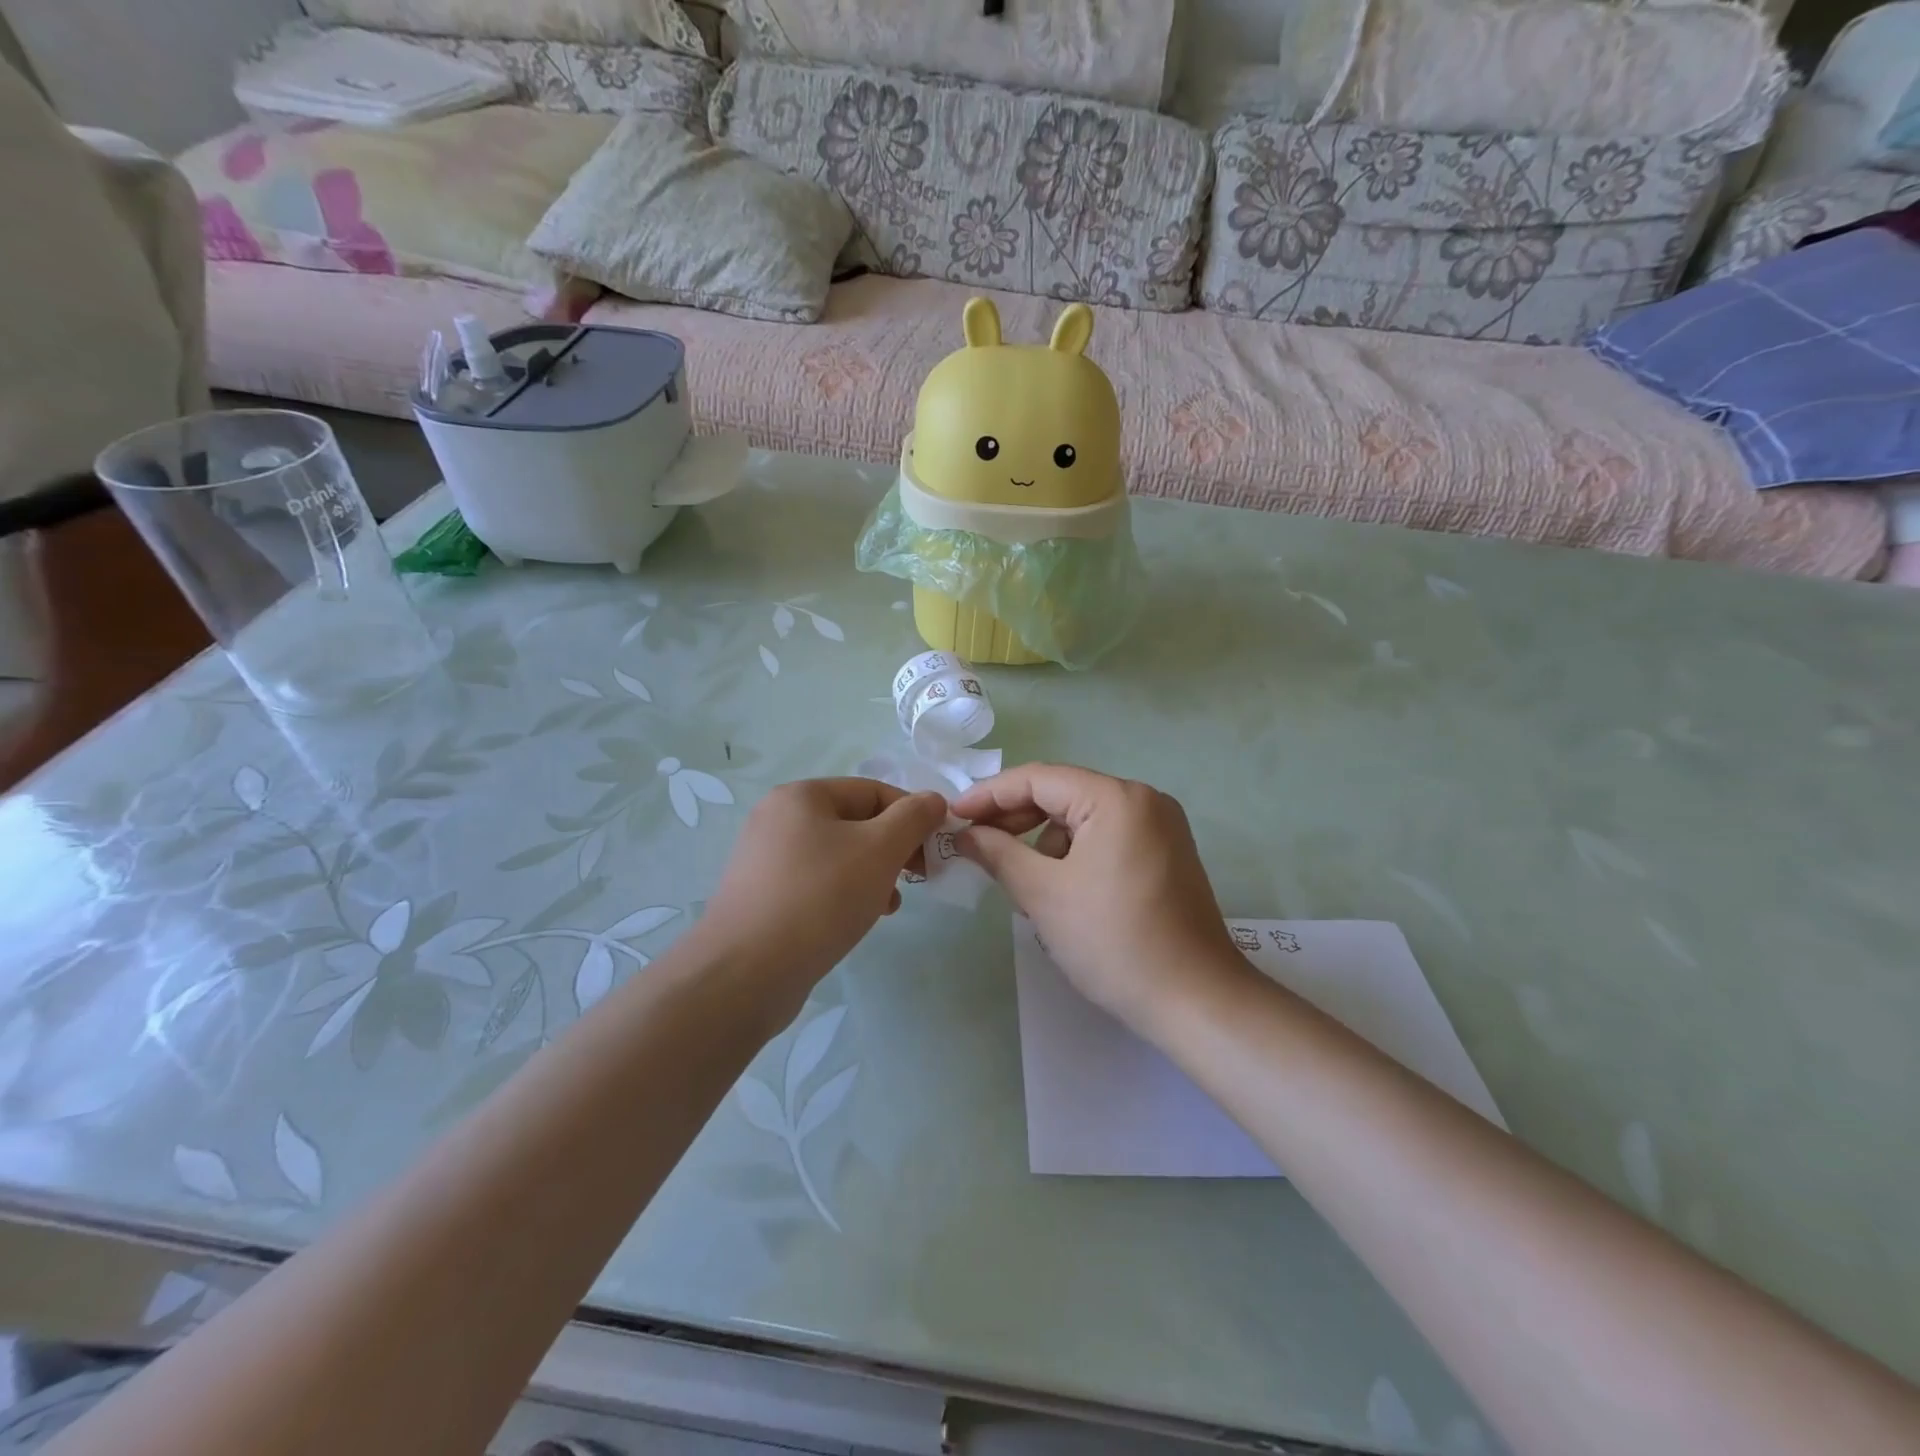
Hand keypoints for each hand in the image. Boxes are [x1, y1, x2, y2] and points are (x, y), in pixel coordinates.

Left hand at [698, 778, 946, 1013]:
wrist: (745, 974)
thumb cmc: (819, 899)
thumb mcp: (879, 850)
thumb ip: (913, 818)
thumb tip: (933, 800)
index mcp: (802, 796)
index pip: (874, 791)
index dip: (912, 816)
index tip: (935, 850)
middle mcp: (778, 819)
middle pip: (856, 822)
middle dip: (893, 848)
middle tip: (918, 877)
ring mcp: (766, 859)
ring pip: (839, 855)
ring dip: (873, 874)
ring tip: (889, 904)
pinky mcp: (764, 897)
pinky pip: (818, 883)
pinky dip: (845, 893)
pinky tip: (860, 918)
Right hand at [953, 764, 1240, 1030]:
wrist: (1195, 1000)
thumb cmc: (1114, 941)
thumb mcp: (1044, 895)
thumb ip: (998, 854)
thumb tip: (965, 834)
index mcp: (1116, 798)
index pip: (1038, 779)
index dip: (989, 795)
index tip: (952, 817)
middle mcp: (1143, 799)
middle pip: (1063, 794)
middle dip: (1016, 820)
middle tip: (976, 847)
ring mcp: (1160, 826)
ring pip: (1083, 819)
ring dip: (1045, 842)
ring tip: (1023, 884)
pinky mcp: (1166, 853)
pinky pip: (1106, 838)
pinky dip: (1075, 855)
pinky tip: (1060, 891)